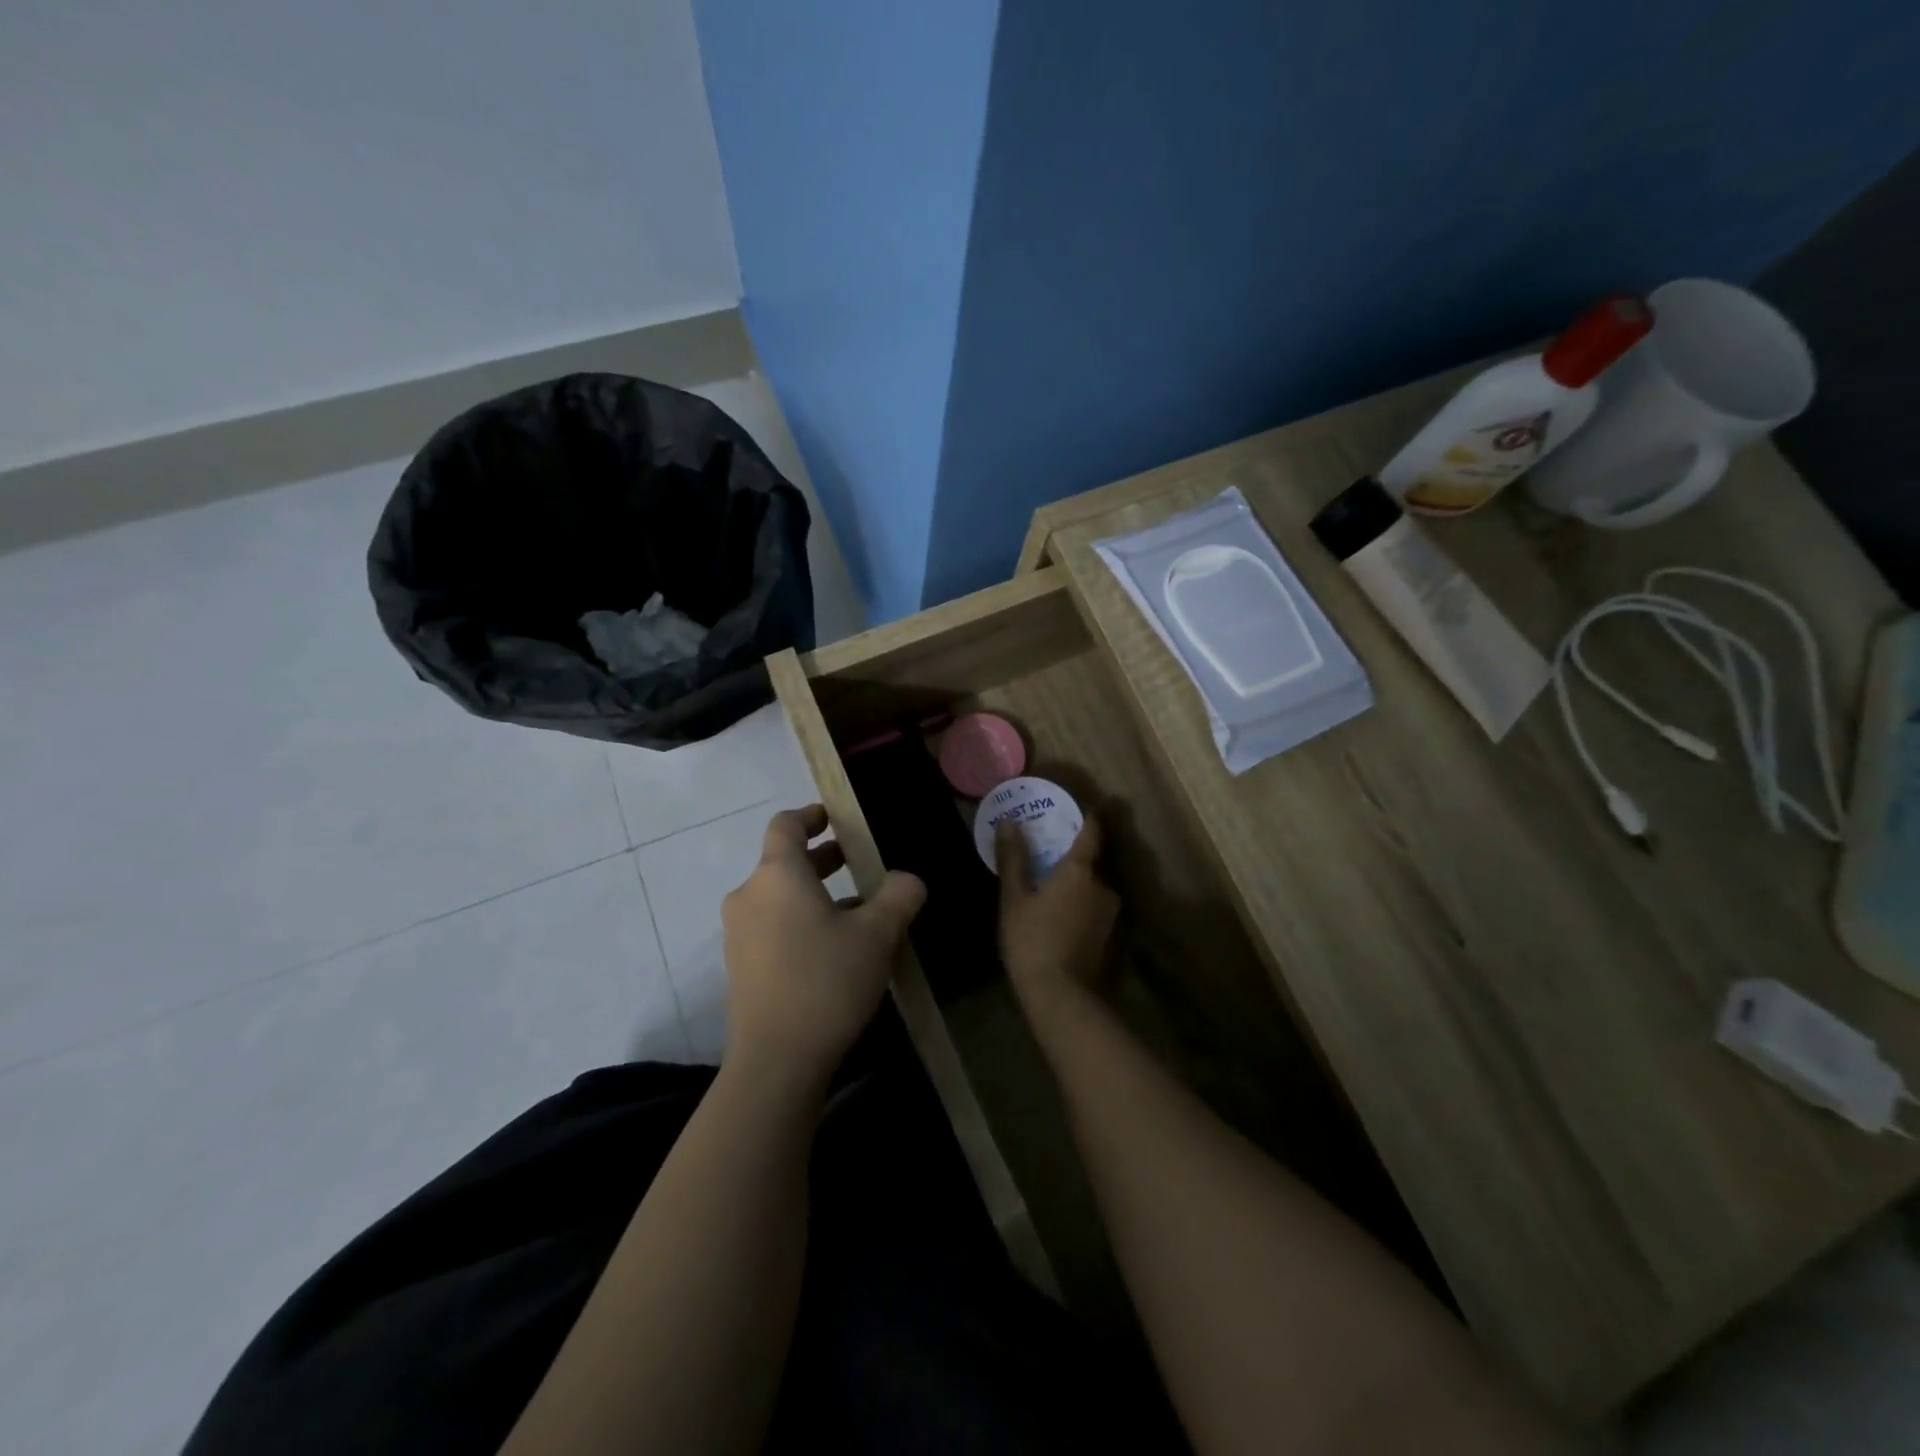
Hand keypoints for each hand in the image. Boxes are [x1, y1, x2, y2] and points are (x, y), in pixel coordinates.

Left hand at [721, 805, 925, 1089]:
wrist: (776, 1062)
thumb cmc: (827, 981)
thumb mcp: (878, 934)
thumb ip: (899, 895)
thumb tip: (907, 880)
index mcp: (778, 875)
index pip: (786, 824)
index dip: (812, 815)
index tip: (837, 820)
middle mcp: (749, 895)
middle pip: (784, 862)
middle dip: (823, 860)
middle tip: (860, 865)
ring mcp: (738, 933)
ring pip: (779, 897)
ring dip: (815, 895)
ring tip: (857, 914)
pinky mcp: (739, 967)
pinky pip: (772, 927)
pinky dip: (799, 923)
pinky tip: (833, 952)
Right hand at [996, 814, 1117, 1029]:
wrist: (1061, 998)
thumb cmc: (1032, 940)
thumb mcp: (1014, 898)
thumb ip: (1014, 858)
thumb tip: (1010, 822)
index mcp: (1081, 870)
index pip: (1092, 831)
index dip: (1088, 817)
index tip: (1079, 808)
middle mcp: (1104, 886)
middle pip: (1091, 862)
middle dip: (1073, 857)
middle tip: (1049, 855)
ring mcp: (1111, 914)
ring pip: (1093, 888)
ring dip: (1077, 886)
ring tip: (1051, 891)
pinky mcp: (1111, 937)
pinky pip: (1094, 909)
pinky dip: (1080, 907)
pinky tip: (1060, 919)